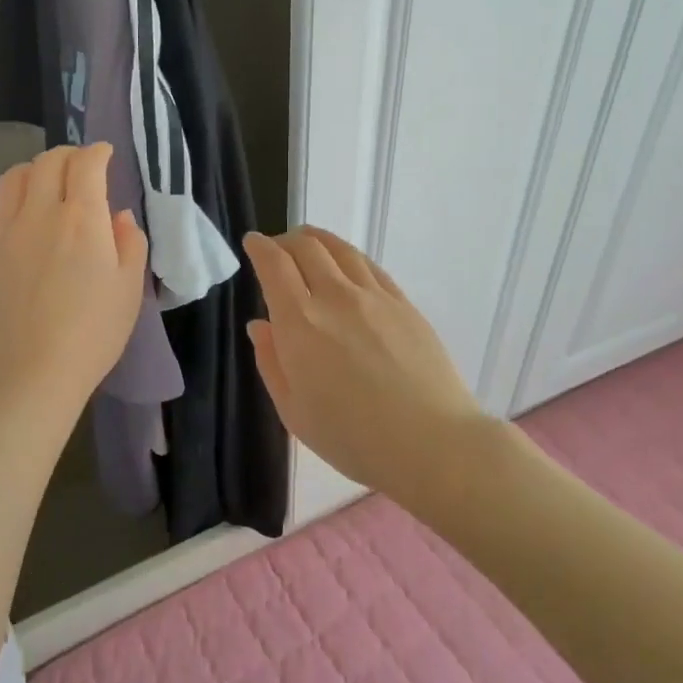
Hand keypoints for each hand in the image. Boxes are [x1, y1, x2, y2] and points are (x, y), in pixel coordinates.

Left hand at [0, 144, 146, 413]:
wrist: (29, 372)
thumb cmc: (91, 334)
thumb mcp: (129, 289)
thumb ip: (130, 243)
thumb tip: (118, 216)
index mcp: (81, 219)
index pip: (86, 163)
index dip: (98, 152)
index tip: (106, 154)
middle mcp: (39, 214)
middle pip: (47, 162)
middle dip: (68, 154)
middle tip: (81, 165)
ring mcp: (4, 232)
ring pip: (13, 178)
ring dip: (35, 170)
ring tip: (47, 183)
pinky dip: (13, 203)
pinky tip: (22, 222)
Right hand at [244, 227, 486, 500]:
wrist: (430, 442)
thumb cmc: (352, 437)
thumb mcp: (294, 411)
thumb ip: (271, 362)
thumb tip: (261, 325)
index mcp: (300, 322)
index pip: (274, 265)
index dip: (260, 247)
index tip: (252, 243)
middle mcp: (335, 297)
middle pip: (307, 246)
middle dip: (285, 240)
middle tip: (277, 249)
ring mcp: (374, 296)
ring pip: (340, 249)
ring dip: (317, 240)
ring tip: (309, 243)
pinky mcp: (403, 304)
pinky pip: (369, 266)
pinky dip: (348, 257)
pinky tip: (347, 265)